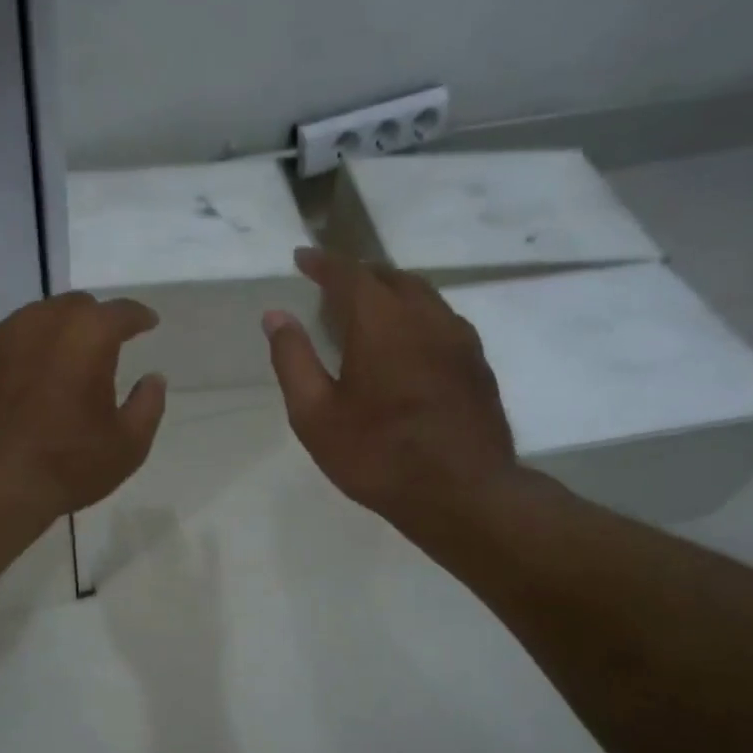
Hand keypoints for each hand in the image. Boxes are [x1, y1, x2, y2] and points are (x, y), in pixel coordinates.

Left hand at [0, 290, 167, 516]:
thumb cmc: (66, 465)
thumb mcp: (127, 445)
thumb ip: (148, 405)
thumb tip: (154, 379)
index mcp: (88, 335)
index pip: (121, 312)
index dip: (139, 316)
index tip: (148, 323)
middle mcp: (42, 322)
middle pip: (75, 306)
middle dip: (94, 319)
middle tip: (104, 343)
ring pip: (35, 320)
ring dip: (55, 333)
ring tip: (62, 359)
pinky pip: (4, 343)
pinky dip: (21, 353)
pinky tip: (22, 379)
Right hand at [262, 248, 520, 532]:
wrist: (463, 494)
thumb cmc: (378, 456)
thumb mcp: (315, 415)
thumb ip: (293, 360)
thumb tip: (275, 316)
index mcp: (381, 323)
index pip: (349, 274)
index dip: (323, 262)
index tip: (302, 257)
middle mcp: (425, 317)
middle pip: (391, 277)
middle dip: (358, 274)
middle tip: (332, 284)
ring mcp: (459, 339)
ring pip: (423, 296)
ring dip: (391, 292)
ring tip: (368, 308)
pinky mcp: (477, 364)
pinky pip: (442, 320)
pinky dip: (416, 316)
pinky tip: (407, 342)